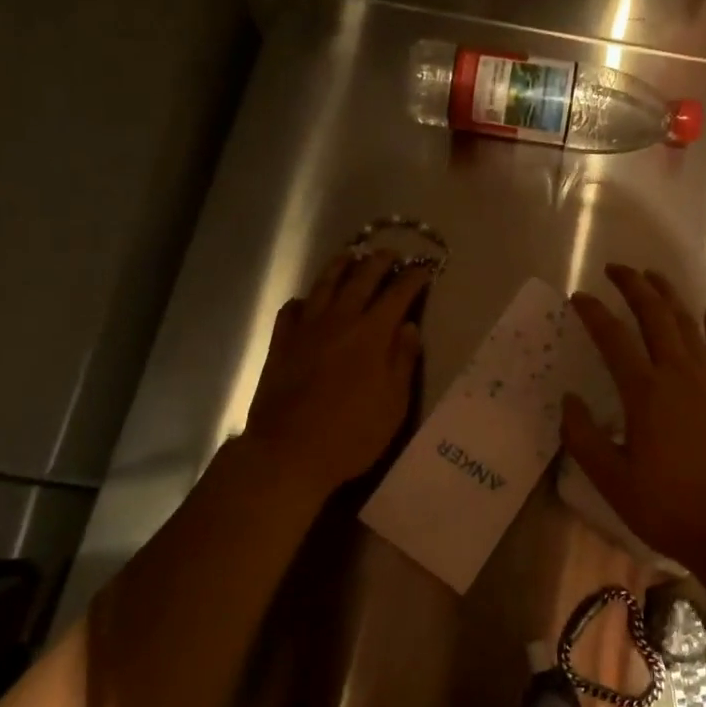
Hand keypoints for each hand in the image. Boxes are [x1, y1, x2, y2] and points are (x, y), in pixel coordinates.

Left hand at [244, 249, 431, 492]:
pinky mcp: (281, 343)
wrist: (288, 452)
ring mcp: (306, 329)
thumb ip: (402, 361)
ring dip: (341, 266)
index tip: (424, 268)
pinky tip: (308, 301)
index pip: (397, 293)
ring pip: (324, 284)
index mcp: (372, 334)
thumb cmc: (351, 434)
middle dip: (379, 261)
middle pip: (361, 278)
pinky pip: (292, 309)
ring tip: (350, 256)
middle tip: (391, 254)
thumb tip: (408, 326)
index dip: (413, 277)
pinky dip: (305, 299)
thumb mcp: (393, 404)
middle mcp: (339, 320)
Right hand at [560, 265, 705, 610]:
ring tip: (652, 276)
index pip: (614, 337)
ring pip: (687, 323)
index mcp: (646, 392)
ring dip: (669, 295)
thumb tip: (569, 400)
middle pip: (655, 315)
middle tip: (615, 268)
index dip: (594, 313)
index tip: (578, 297)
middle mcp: (679, 374)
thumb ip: (584, 438)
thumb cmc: (670, 507)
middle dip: (634, 286)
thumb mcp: (613, 482)